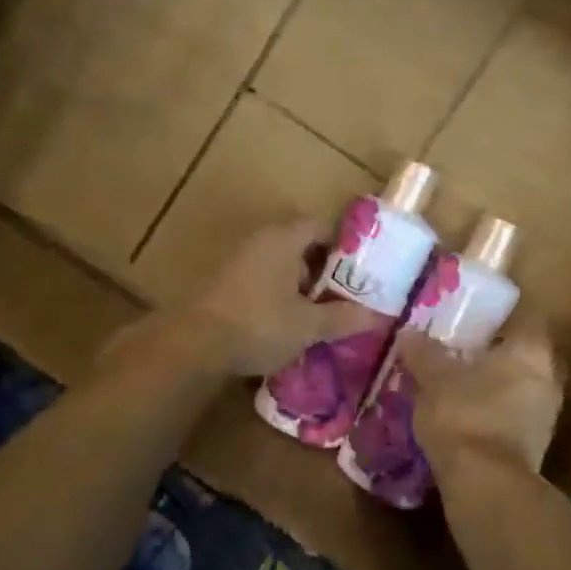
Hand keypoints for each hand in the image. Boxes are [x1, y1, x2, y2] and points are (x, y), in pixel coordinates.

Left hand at [182, 219, 379, 376]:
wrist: (192, 344)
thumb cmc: (258, 324)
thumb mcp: (308, 326)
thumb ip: (343, 318)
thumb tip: (378, 316)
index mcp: (284, 238)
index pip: (321, 225)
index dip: (344, 245)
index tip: (359, 272)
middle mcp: (260, 239)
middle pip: (300, 243)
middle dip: (322, 268)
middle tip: (341, 296)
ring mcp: (237, 258)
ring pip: (279, 262)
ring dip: (298, 283)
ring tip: (315, 314)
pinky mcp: (222, 279)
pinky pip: (260, 277)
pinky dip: (276, 292)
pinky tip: (283, 321)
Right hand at [398, 317, 563, 474]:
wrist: (487, 485)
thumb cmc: (465, 415)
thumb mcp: (434, 378)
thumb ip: (423, 353)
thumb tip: (409, 333)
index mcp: (532, 351)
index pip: (524, 319)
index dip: (499, 318)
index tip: (472, 320)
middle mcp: (549, 378)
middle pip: (522, 356)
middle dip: (494, 355)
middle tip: (459, 352)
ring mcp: (546, 416)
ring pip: (519, 389)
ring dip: (493, 387)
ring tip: (457, 387)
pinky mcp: (535, 447)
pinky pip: (513, 418)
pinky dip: (493, 415)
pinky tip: (465, 419)